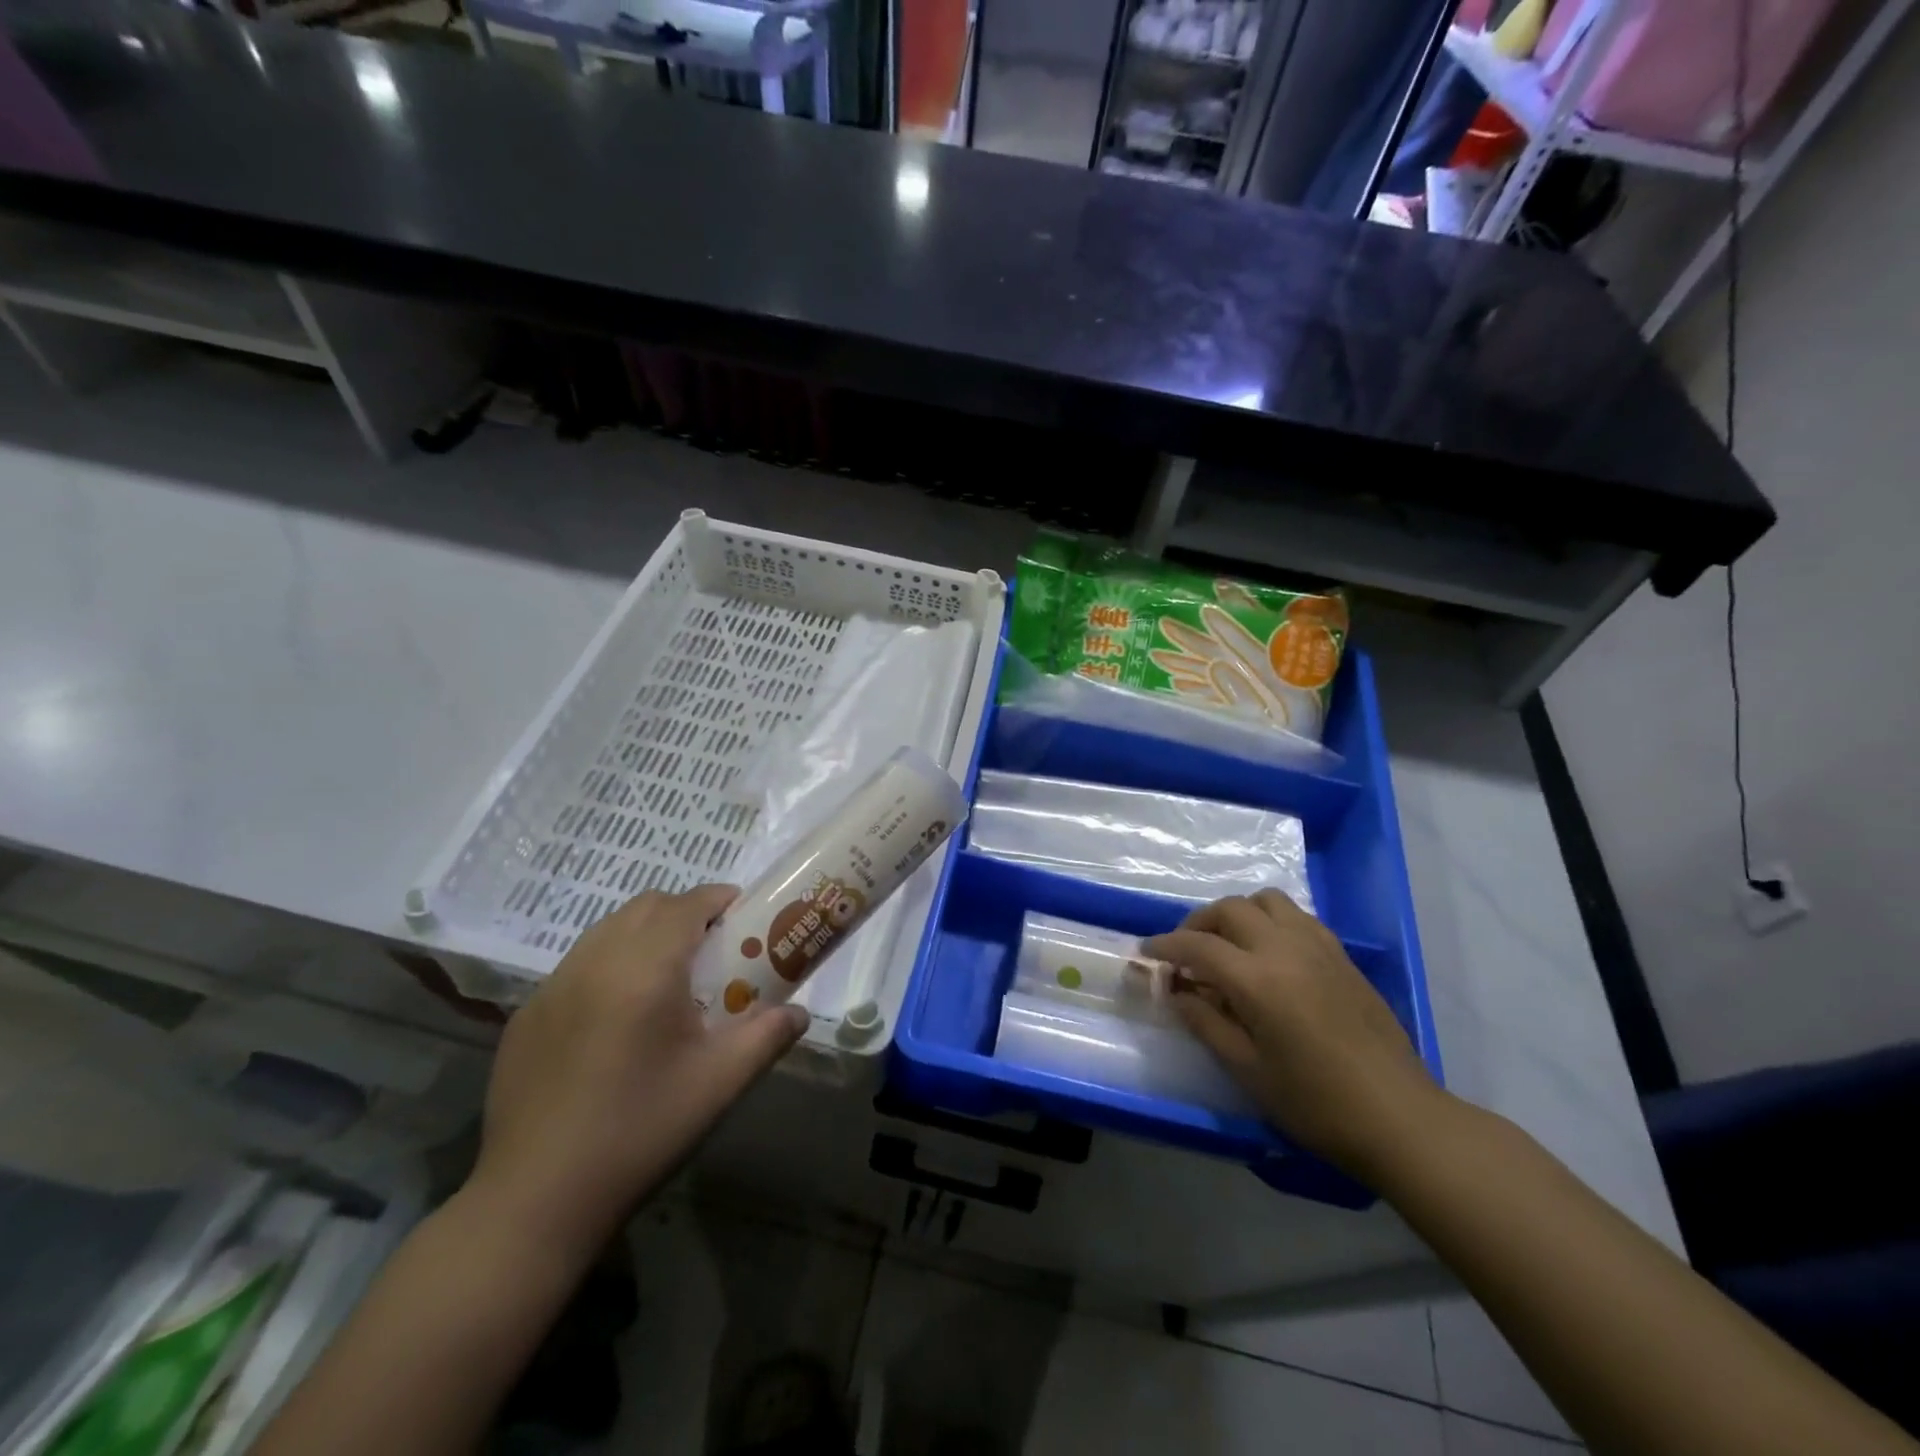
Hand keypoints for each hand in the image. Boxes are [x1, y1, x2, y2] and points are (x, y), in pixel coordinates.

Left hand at [466, 886, 806, 1263]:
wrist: (536, 1200)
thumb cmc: (639, 1132)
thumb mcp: (719, 1085)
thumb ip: (767, 1037)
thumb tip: (798, 1014)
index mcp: (645, 970)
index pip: (687, 905)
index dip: (719, 899)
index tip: (743, 916)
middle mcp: (595, 962)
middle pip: (646, 906)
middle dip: (684, 912)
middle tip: (711, 950)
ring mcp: (552, 987)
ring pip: (608, 929)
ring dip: (645, 934)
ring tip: (667, 979)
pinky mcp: (527, 1015)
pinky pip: (578, 965)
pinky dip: (609, 964)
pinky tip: (617, 1018)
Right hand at [1146, 890, 1441, 1180]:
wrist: (1398, 1116)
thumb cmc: (1315, 1103)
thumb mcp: (1247, 1070)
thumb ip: (1205, 1022)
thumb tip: (1177, 992)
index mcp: (1258, 980)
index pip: (1197, 945)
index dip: (1166, 946)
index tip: (1147, 953)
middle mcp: (1285, 948)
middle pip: (1229, 909)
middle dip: (1198, 923)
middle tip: (1185, 952)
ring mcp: (1317, 946)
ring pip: (1266, 900)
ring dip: (1237, 913)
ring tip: (1228, 944)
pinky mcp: (1340, 954)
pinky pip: (1296, 916)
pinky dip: (1270, 920)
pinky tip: (1269, 953)